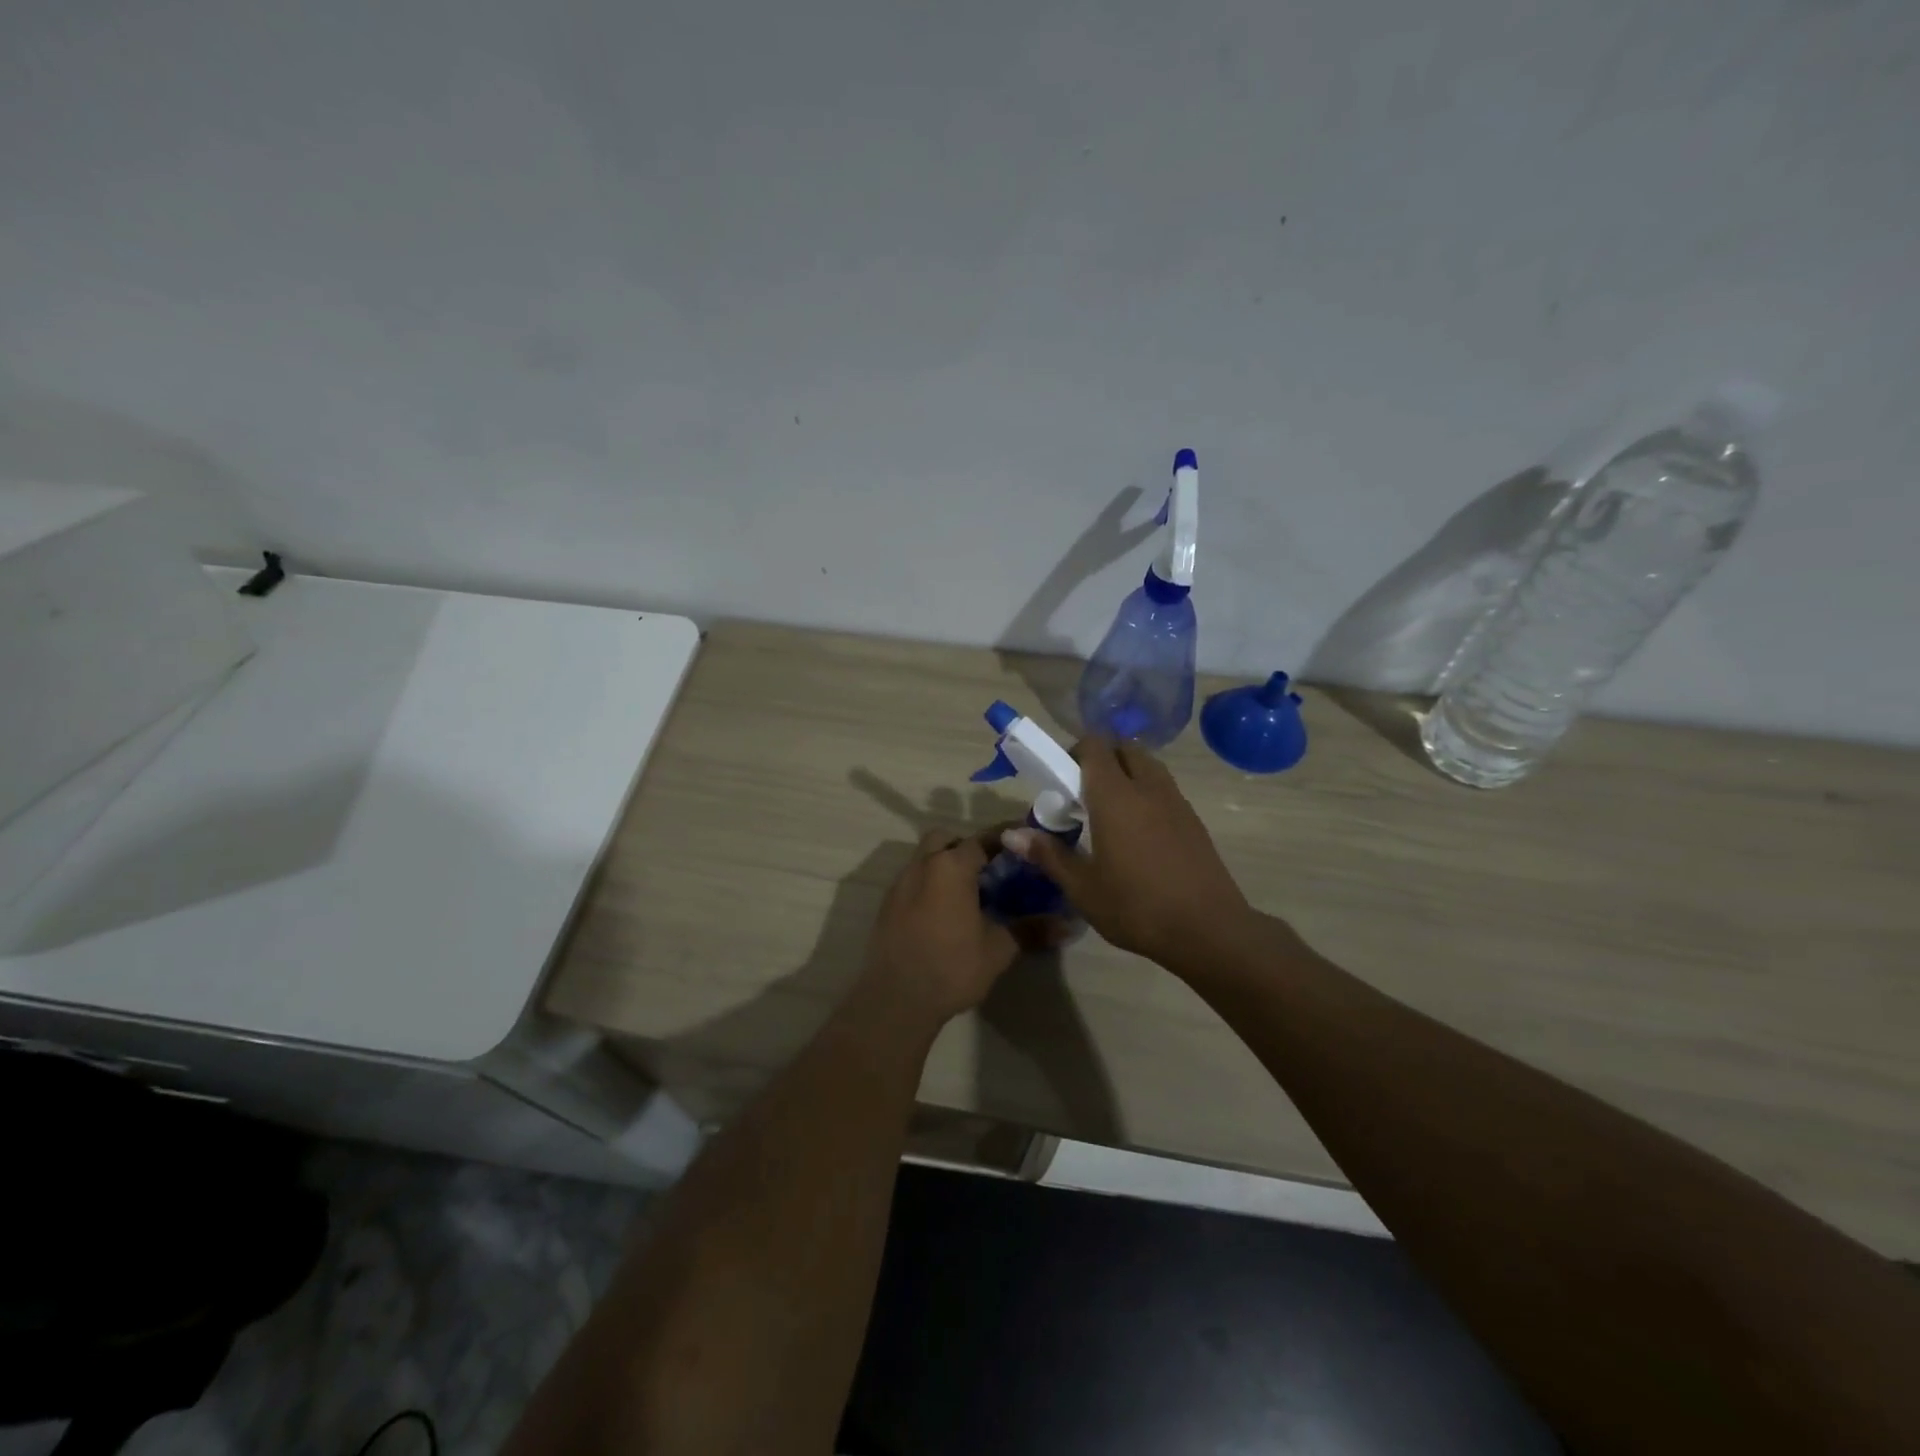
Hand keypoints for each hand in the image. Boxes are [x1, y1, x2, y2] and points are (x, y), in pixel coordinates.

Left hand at [860, 829, 1022, 1025]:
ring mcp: (900, 884)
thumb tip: (1069, 925)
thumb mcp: (998, 949)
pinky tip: (944, 913)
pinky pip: (913, 881)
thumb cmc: (952, 967)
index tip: (1023, 842)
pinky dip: (930, 885)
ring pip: (926, 859)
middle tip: (991, 870)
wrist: (896, 999)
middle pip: (946, 840)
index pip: (982, 839)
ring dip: (946, 865)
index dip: (1004, 838)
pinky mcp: (887, 905)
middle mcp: (922, 865)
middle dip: (967, 847)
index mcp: (951, 867)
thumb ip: (1031, 930)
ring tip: (969, 893)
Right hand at [1003, 738, 1248, 967]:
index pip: (1094, 746)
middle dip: (1101, 758)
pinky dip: (1146, 794)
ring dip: (1126, 773)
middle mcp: (1148, 787)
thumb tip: (1012, 834)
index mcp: (1115, 796)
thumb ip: (1048, 854)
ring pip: (1148, 766)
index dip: (1073, 753)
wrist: (1209, 930)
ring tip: (1110, 812)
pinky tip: (1138, 834)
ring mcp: (1176, 801)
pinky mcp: (1194, 820)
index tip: (1060, 780)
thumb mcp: (1083, 887)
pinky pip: (1164, 789)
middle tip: (1083, 793)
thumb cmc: (1137, 907)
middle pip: (1124, 748)